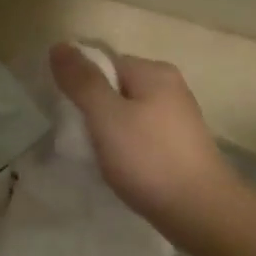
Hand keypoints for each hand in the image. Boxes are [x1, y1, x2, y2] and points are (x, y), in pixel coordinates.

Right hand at [49, 44, 235, 232]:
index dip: (80, 84)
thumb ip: (82, 81)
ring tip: (93, 155)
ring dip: (106, 131)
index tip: (65, 113)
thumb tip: (59, 45)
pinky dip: (123, 147)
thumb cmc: (148, 158)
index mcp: (154, 72)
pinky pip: (139, 135)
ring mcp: (176, 117)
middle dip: (92, 109)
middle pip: (115, 88)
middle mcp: (169, 87)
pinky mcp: (177, 145)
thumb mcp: (106, 116)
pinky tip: (116, 167)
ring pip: (126, 114)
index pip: (104, 63)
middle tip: (76, 137)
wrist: (197, 209)